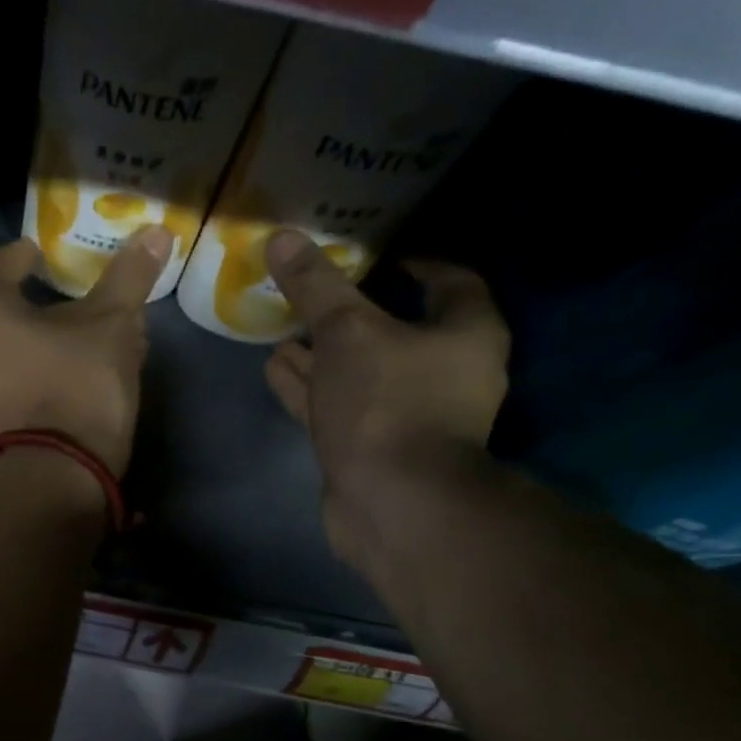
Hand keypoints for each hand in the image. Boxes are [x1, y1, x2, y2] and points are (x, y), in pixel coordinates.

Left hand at [0, 226, 171, 476]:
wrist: (53, 476)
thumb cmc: (76, 385)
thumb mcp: (112, 324)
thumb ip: (129, 276)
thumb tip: (156, 232)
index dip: (24, 254)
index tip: (45, 254)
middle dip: (34, 303)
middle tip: (68, 301)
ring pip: (2, 351)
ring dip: (33, 343)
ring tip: (71, 343)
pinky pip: (5, 384)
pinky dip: (29, 374)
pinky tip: (61, 380)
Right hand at [262, 230, 509, 566]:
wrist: (392, 503)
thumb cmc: (387, 403)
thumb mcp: (347, 332)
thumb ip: (316, 286)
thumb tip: (282, 237)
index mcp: (464, 333)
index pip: (448, 281)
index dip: (413, 263)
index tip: (376, 255)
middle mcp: (444, 372)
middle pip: (396, 329)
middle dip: (350, 313)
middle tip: (311, 293)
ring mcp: (406, 415)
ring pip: (359, 372)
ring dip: (321, 353)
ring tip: (281, 331)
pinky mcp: (372, 448)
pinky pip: (338, 406)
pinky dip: (309, 388)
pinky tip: (275, 369)